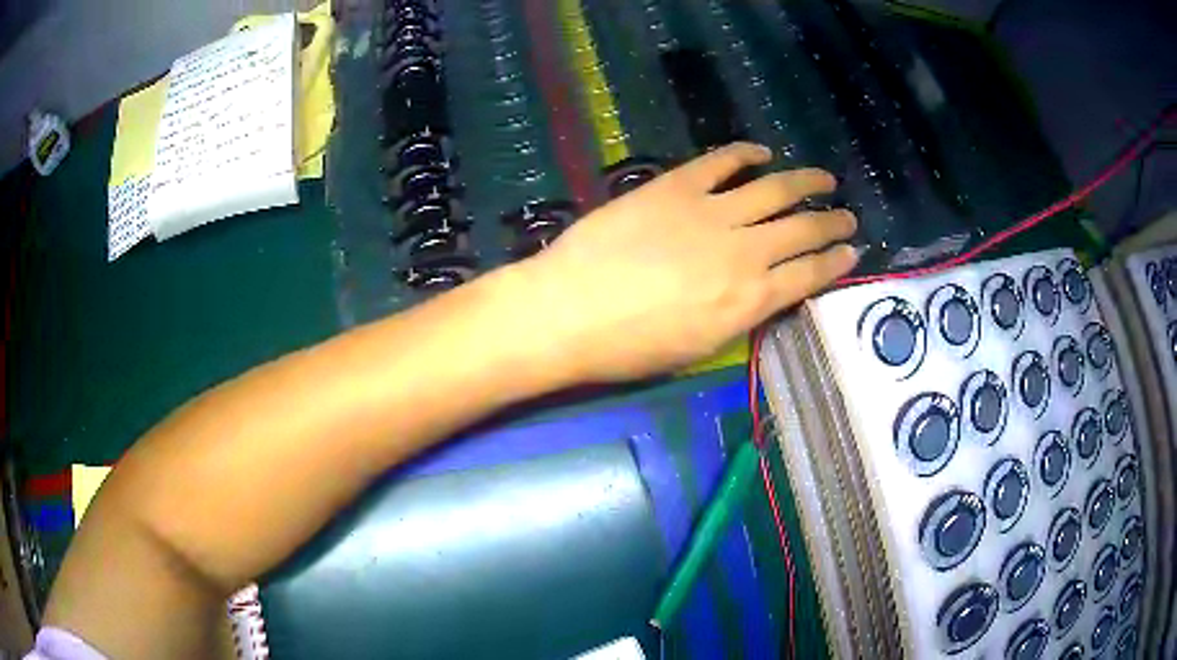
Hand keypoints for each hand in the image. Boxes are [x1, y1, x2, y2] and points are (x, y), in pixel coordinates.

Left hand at [512, 142, 858, 382]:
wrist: (567, 312)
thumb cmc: (628, 348)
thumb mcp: (699, 349)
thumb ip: (740, 315)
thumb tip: (763, 291)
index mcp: (750, 300)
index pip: (809, 275)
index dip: (836, 262)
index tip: (853, 250)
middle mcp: (744, 251)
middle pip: (801, 229)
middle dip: (831, 222)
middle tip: (847, 215)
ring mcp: (710, 212)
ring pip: (774, 189)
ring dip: (805, 182)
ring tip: (824, 179)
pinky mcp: (676, 186)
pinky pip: (721, 162)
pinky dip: (744, 154)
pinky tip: (761, 152)